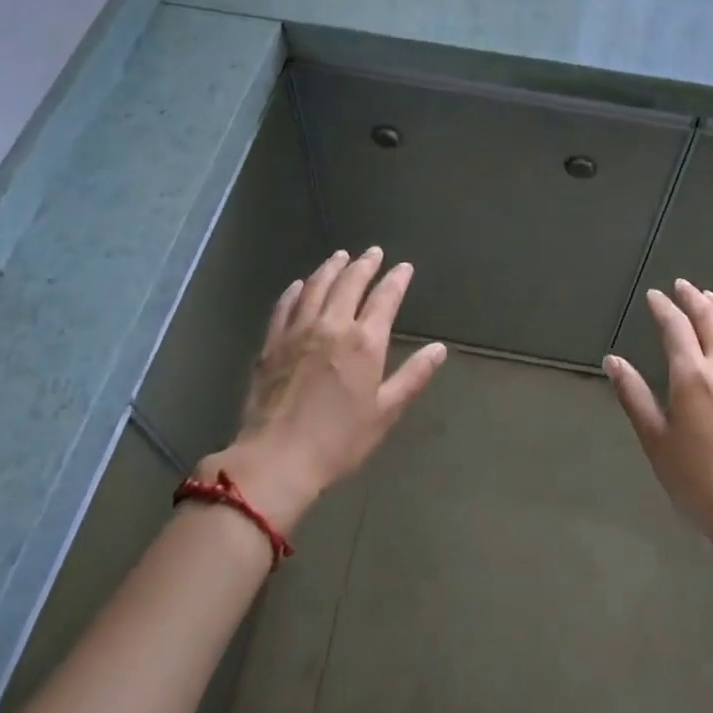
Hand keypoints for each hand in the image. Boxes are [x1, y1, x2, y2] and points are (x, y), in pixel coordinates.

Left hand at [207, 249, 445, 531]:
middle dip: (364, 264)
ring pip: (316, 287)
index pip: (385, 298)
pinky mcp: (272, 343)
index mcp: (364, 342)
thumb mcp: (385, 412)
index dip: (396, 279)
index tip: (404, 267)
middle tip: (373, 252)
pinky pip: (284, 306)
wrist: (276, 459)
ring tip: (340, 256)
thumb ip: (413, 376)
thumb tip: (439, 349)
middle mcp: (332, 325)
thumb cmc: (339, 441)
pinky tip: (299, 284)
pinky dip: (295, 290)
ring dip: (330, 268)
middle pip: (350, 283)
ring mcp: (298, 331)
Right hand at [605, 280, 712, 556]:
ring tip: (712, 299)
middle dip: (694, 299)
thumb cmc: (698, 481)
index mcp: (692, 376)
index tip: (654, 296)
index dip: (664, 308)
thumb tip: (613, 361)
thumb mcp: (655, 441)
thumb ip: (634, 396)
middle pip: (711, 320)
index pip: (676, 328)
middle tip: (683, 286)